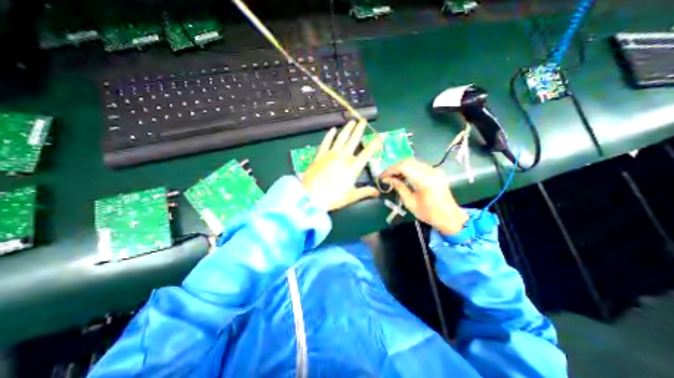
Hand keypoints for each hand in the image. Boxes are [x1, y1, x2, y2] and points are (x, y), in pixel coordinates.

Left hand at [301, 119, 381, 210]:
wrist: (311, 196)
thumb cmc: (333, 198)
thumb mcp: (352, 196)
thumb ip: (365, 192)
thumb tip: (378, 192)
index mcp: (353, 167)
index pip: (367, 153)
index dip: (375, 144)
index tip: (380, 136)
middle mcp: (343, 157)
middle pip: (353, 140)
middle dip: (359, 129)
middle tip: (363, 120)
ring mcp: (330, 155)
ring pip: (341, 138)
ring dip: (347, 129)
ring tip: (351, 121)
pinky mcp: (320, 155)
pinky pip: (326, 142)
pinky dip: (329, 135)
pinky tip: (332, 129)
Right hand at [381, 158, 469, 233]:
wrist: (449, 217)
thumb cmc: (429, 213)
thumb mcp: (410, 202)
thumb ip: (399, 188)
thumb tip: (387, 180)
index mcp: (425, 180)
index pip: (404, 167)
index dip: (390, 170)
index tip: (382, 177)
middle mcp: (430, 171)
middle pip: (408, 162)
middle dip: (394, 168)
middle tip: (386, 176)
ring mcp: (434, 170)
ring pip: (413, 162)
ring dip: (401, 167)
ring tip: (393, 176)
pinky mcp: (435, 172)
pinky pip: (418, 166)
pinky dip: (408, 169)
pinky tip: (403, 176)